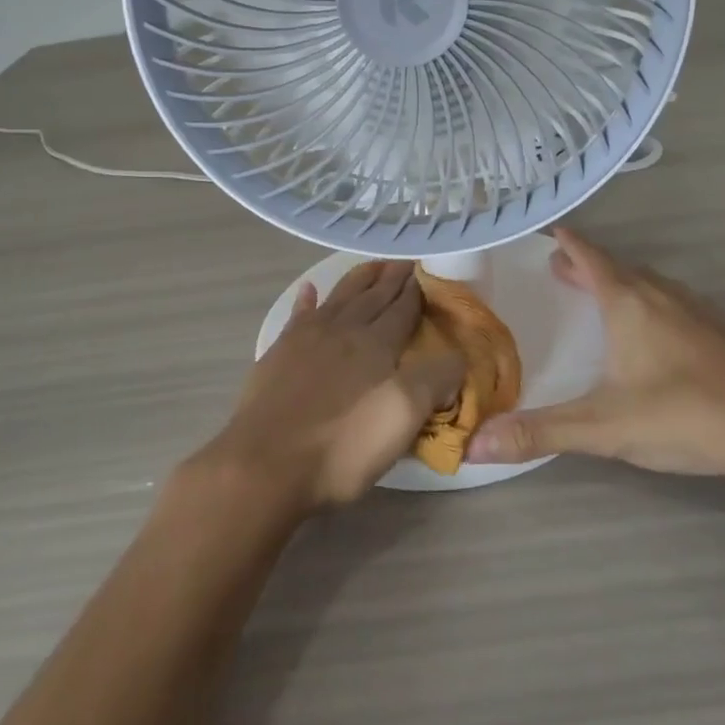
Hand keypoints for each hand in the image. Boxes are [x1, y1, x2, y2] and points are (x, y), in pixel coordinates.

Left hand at [192, 261, 461, 512]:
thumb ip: (435, 380)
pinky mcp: (279, 353)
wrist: (267, 463)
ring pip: (339, 298)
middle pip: (373, 297)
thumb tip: (458, 356)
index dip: (417, 291)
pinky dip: (306, 300)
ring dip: (358, 279)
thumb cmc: (343, 446)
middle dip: (391, 279)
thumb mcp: (404, 416)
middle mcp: (344, 331)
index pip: (403, 309)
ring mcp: (307, 338)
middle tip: (405, 261)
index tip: (427, 272)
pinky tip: (310, 290)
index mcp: (376, 344)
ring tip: (373, 265)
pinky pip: (298, 315)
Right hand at [466, 228, 724, 478]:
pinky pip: (672, 302)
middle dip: (587, 265)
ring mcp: (695, 311)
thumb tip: (475, 444)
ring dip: (620, 282)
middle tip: (561, 268)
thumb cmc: (682, 414)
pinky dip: (649, 301)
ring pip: (649, 283)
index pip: (590, 257)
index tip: (550, 231)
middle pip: (617, 268)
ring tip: (602, 294)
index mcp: (628, 303)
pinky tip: (655, 330)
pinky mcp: (720, 333)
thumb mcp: (602, 426)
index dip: (568, 243)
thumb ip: (540, 432)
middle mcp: (660, 296)